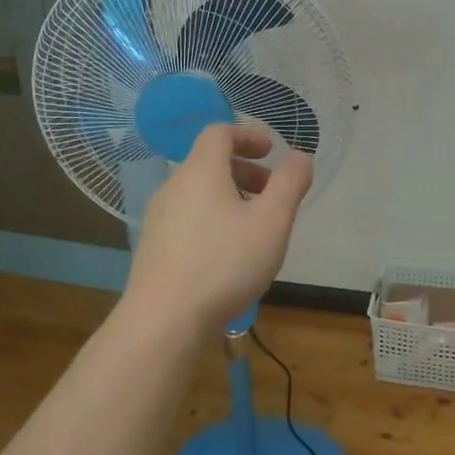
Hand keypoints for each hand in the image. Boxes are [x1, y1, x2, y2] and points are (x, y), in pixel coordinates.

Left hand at [125, 124, 313, 329]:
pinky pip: (189, 217)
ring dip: (231, 196)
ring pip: (199, 192)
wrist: (163, 322)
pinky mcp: (154, 247)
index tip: (272, 152)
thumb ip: (290, 183)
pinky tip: (229, 254)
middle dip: (245, 170)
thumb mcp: (272, 221)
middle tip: (272, 193)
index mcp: (201, 171)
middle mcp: (174, 187)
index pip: (219, 132)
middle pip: (209, 162)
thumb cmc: (224, 263)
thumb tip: (299, 157)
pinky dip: (213, 218)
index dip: (248, 135)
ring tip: (255, 227)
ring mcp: (159, 218)